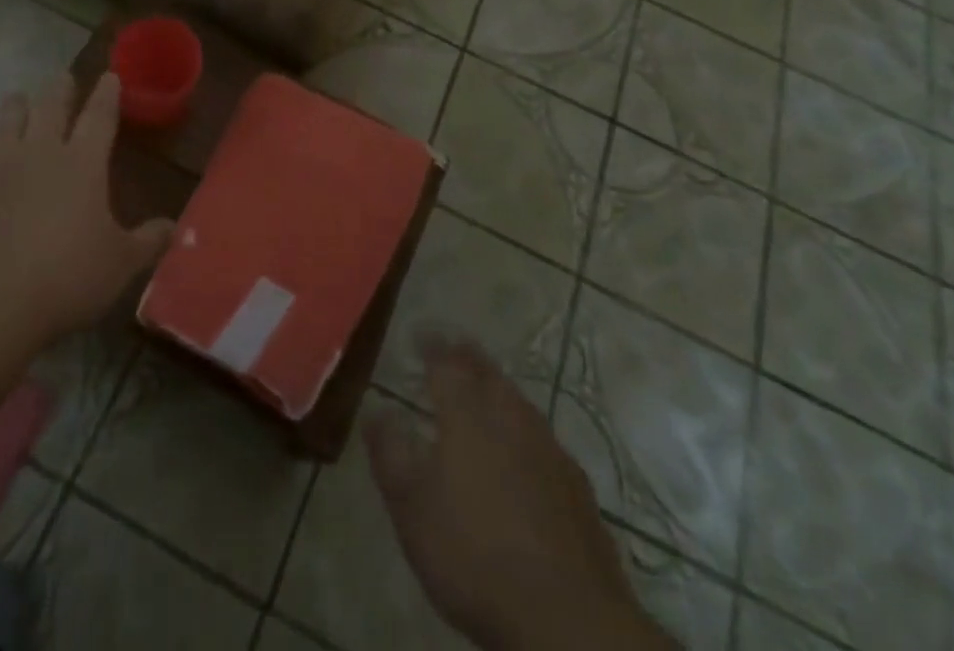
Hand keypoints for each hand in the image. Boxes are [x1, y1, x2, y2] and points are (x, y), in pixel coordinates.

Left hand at [0, 72, 174, 345]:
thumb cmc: (68, 276)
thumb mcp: (121, 263)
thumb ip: (148, 241)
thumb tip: (173, 227)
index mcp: (83, 164)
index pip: (99, 117)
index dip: (107, 95)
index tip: (110, 75)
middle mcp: (41, 156)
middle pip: (49, 109)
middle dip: (59, 90)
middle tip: (62, 76)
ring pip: (6, 126)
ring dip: (13, 109)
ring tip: (17, 97)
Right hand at [365, 334, 671, 650]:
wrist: (568, 620)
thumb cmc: (474, 555)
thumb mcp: (411, 506)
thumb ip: (390, 452)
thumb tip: (376, 409)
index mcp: (466, 413)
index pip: (445, 363)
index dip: (431, 345)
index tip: (420, 332)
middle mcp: (509, 417)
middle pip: (486, 374)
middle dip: (467, 356)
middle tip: (454, 344)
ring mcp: (549, 451)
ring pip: (518, 402)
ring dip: (498, 387)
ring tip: (486, 385)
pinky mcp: (577, 488)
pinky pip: (543, 438)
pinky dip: (525, 428)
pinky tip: (525, 448)